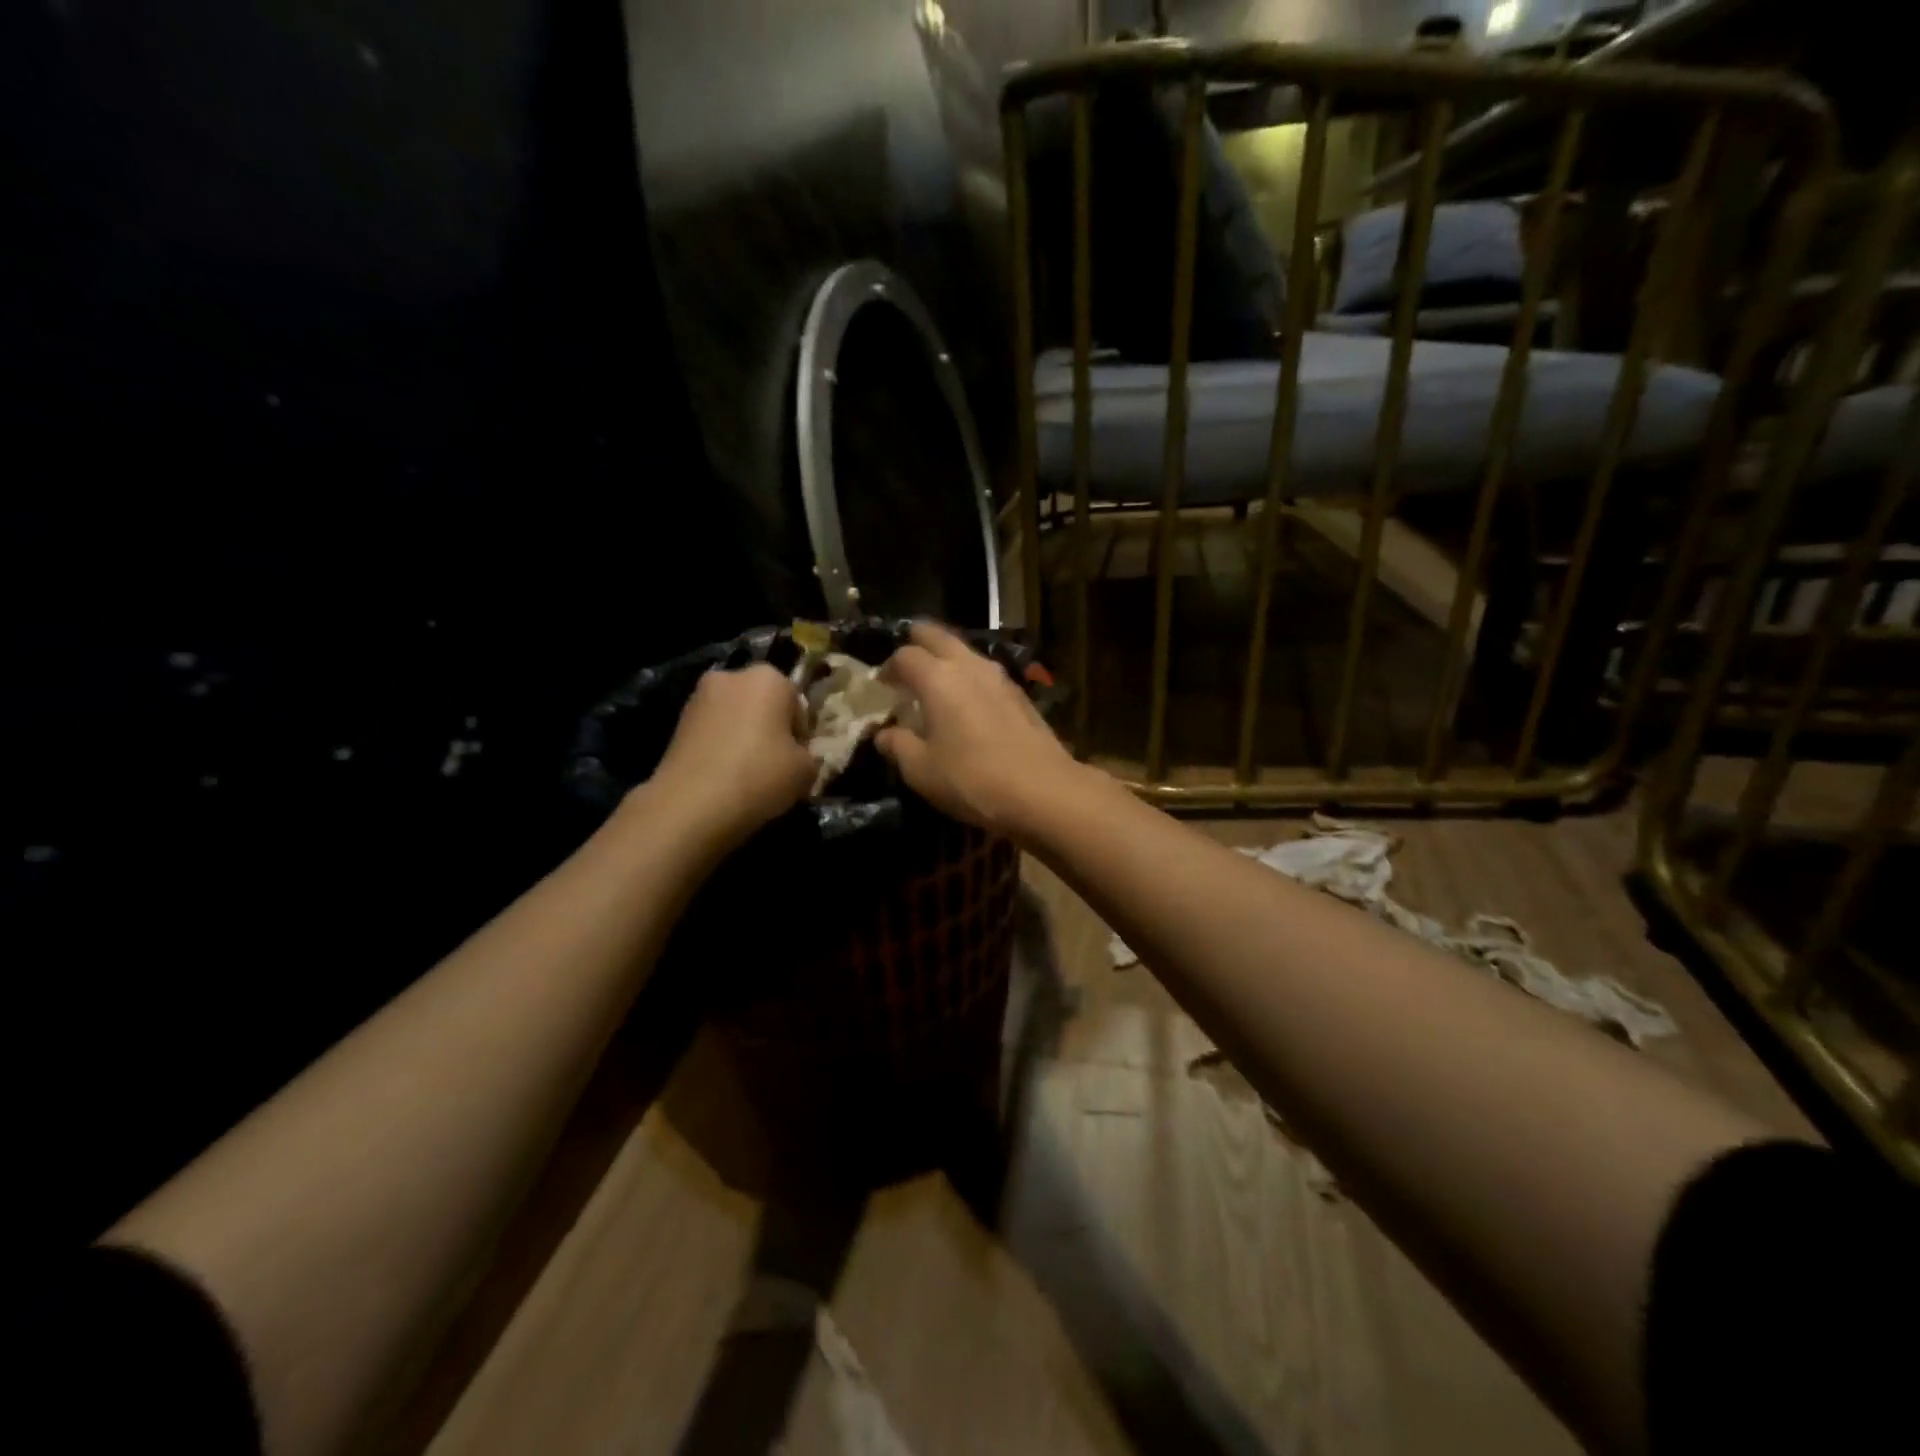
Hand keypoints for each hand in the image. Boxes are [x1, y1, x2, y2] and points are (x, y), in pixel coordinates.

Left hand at [646, 664, 814, 850]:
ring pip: (735, 716)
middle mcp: (732, 677)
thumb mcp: (806, 770)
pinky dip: (720, 747)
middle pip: (762, 703)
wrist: (692, 804)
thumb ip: (808, 755)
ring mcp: (699, 697)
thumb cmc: (760, 776)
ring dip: (743, 736)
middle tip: (775, 764)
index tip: (798, 758)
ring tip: (747, 774)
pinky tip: (723, 776)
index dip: (801, 733)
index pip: (797, 703)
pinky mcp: (677, 722)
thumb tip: (797, 756)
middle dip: (770, 727)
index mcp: (769, 678)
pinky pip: (712, 731)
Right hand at [875, 622, 1081, 836]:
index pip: (904, 656)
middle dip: (917, 643)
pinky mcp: (1020, 695)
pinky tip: (967, 704)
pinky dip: (968, 678)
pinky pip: (985, 673)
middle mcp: (969, 666)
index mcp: (938, 678)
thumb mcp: (921, 770)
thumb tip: (884, 734)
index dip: (888, 669)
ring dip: (946, 659)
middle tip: (905, 665)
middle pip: (937, 636)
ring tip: (935, 684)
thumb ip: (898, 746)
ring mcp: (999, 677)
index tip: (881, 687)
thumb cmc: (972, 779)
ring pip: (965, 652)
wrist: (1043, 791)